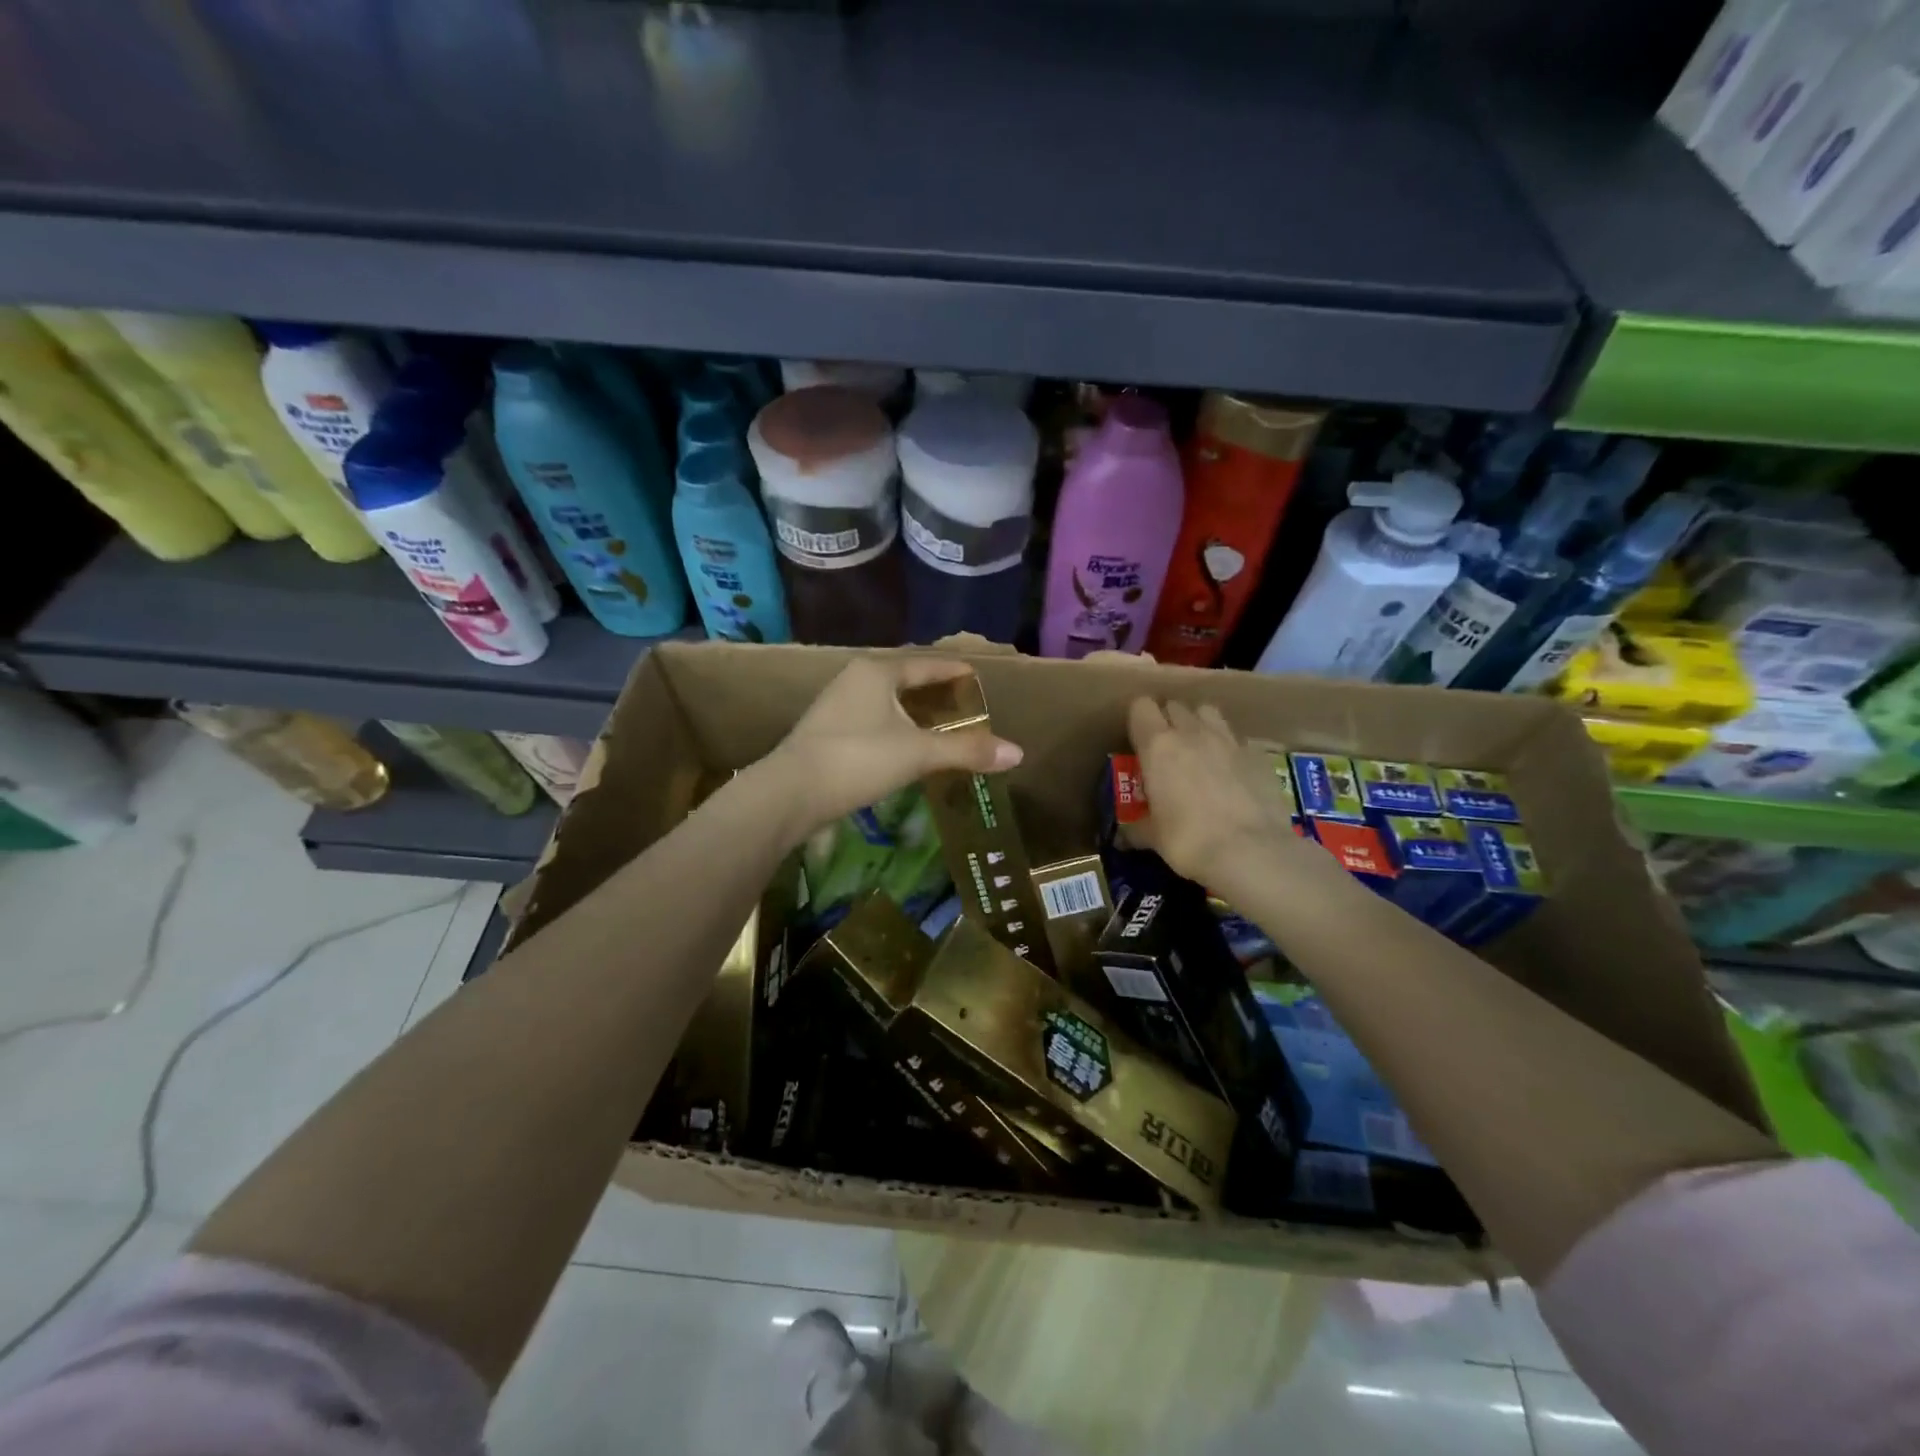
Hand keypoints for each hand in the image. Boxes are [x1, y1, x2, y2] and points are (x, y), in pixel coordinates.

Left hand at [765, 657, 1022, 839]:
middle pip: (906, 678)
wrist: (790, 792)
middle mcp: (855, 678)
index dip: (955, 671)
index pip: (927, 664)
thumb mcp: (918, 754)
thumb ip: (967, 751)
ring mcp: (837, 704)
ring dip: (914, 711)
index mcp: (878, 671)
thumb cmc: (858, 760)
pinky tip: (906, 746)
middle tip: (964, 704)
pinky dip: (896, 727)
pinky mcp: (827, 731)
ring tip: (941, 725)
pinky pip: (873, 719)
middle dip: (935, 691)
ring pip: (887, 700)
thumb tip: (1018, 753)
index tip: (978, 678)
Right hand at [1126, 698, 1303, 884]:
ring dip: (1199, 725)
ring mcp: (1228, 740)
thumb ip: (1136, 828)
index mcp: (1158, 746)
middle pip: (1175, 705)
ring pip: (1208, 712)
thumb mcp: (1153, 837)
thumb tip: (1123, 837)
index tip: (1137, 741)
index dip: (1138, 720)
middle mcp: (1192, 732)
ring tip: (1198, 751)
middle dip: (1167, 721)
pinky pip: (1236, 739)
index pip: (1141, 707)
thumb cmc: (1189, 840)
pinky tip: (1230, 774)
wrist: (1252, 851)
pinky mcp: (1257, 754)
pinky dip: (1228, 749)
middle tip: (1166, 750)